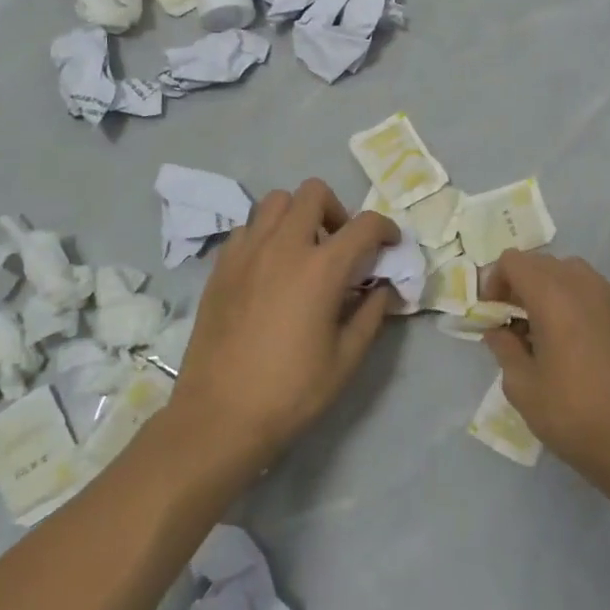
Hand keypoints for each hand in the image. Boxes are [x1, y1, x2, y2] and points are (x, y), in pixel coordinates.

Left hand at [169, 178, 399, 463]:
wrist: (219, 416)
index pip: (365, 225)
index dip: (386, 229)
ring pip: (275, 201)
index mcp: (321, 268)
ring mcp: (246, 252)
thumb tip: (384, 288)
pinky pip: (247, 228)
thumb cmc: (291, 391)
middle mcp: (283, 246)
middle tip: (341, 246)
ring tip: (304, 251)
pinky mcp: (220, 267)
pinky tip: (270, 268)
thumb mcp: (346, 358)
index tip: (390, 246)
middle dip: (338, 211)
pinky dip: (266, 234)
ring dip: (298, 215)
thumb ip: (371, 314)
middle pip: (314, 193)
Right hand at [482, 251, 609, 482]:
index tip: (493, 313)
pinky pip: (597, 291)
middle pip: (543, 263)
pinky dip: (579, 301)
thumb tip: (499, 331)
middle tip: (514, 322)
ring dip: (552, 289)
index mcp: (553, 296)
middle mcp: (585, 285)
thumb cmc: (573, 415)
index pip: (514, 261)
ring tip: (547, 329)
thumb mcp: (522, 388)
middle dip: (522, 284)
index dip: (495, 280)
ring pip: (573, 273)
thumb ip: (504, 349)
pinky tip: (578, 340)